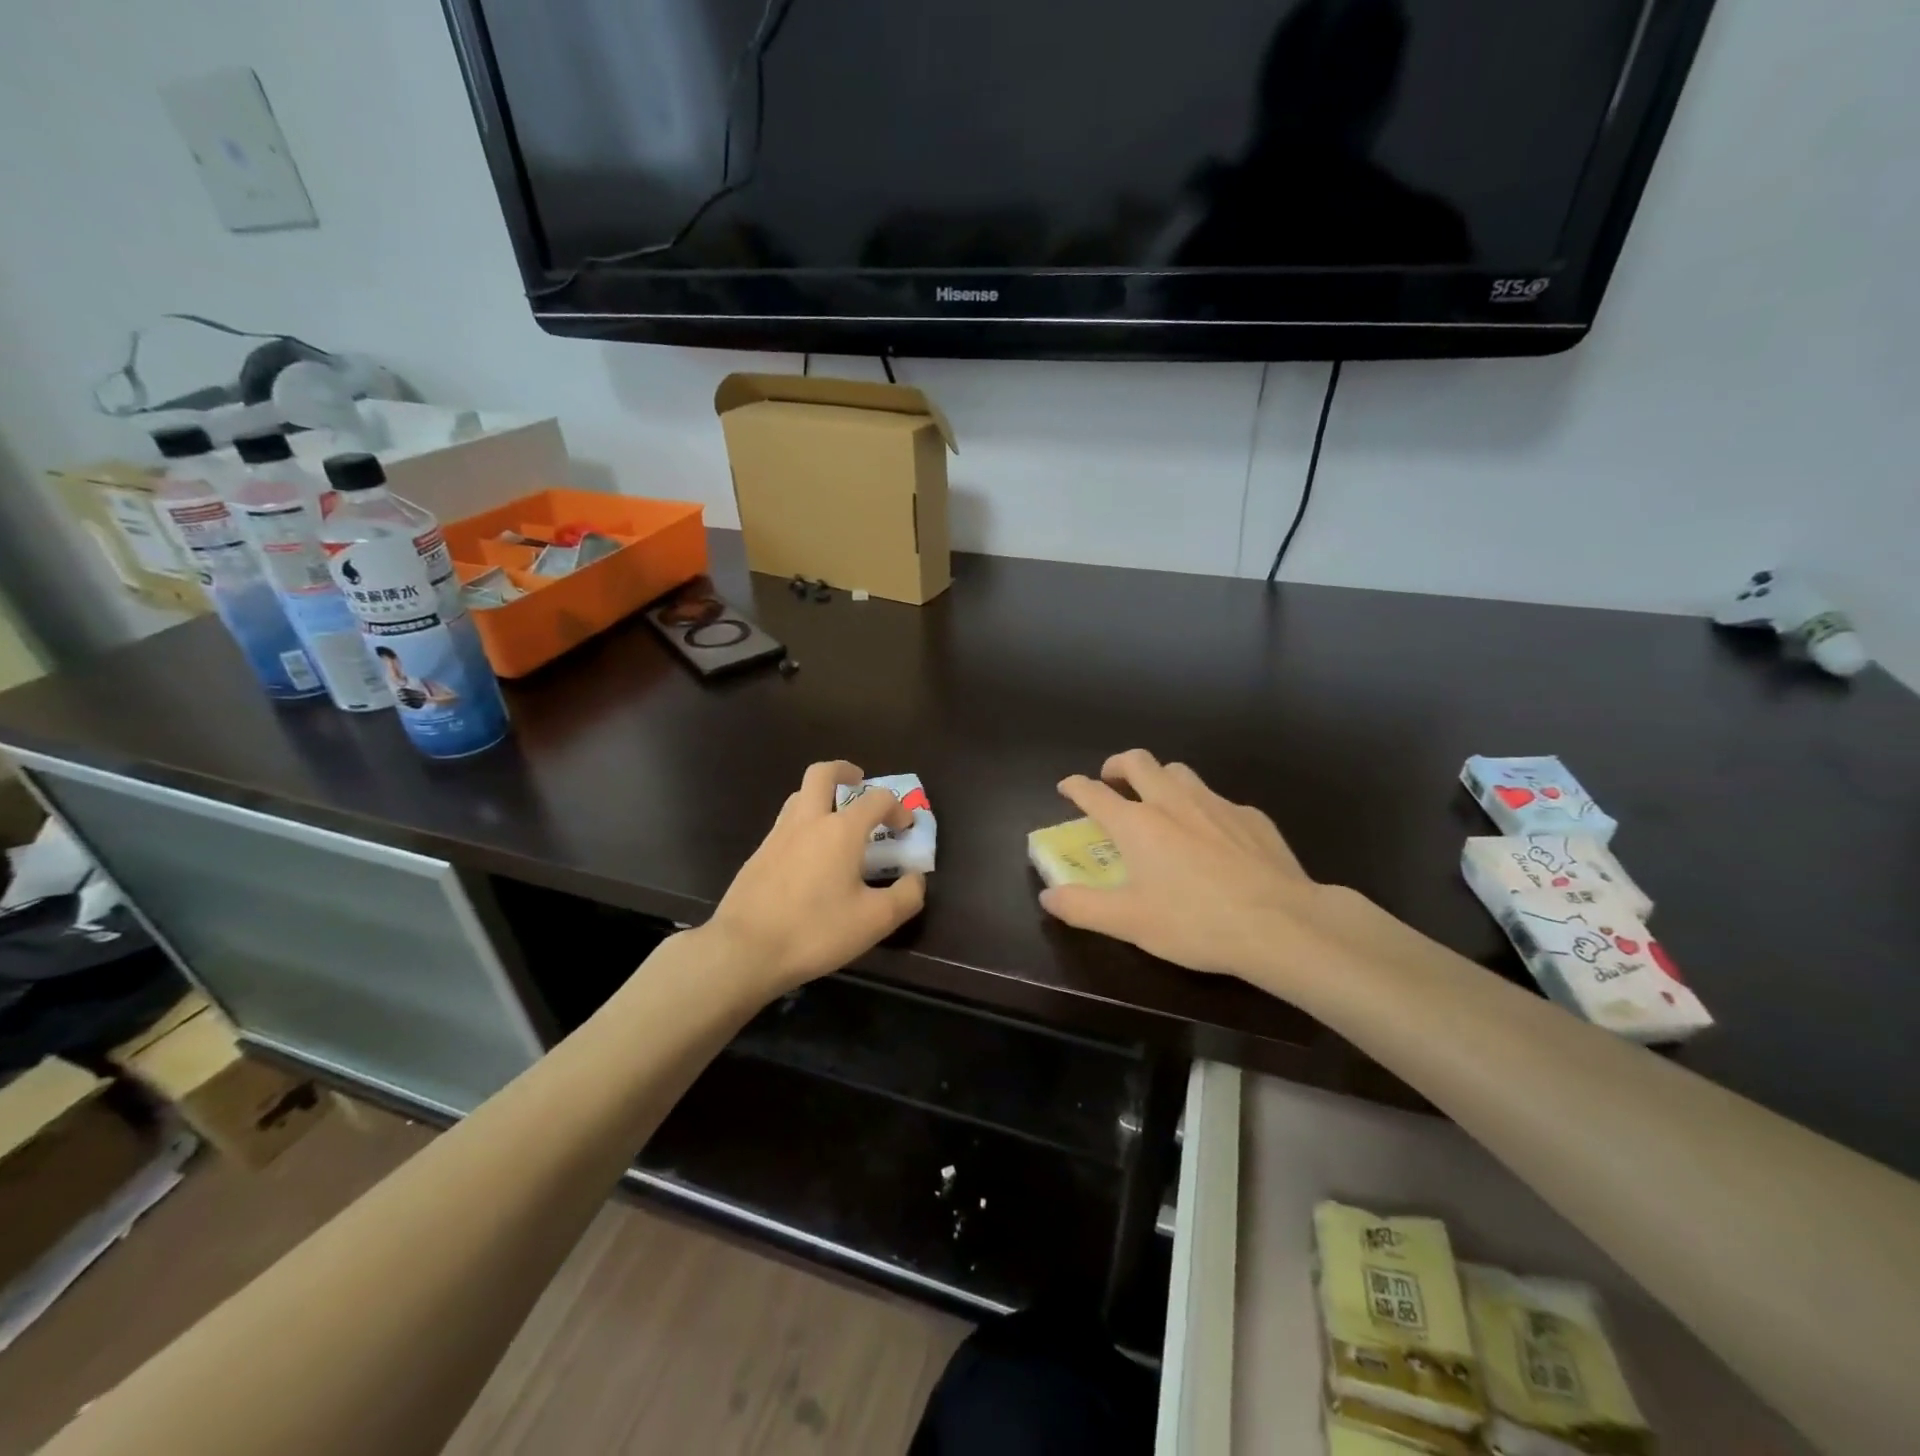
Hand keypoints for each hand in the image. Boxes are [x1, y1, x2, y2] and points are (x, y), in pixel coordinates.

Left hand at [706, 761, 926, 993]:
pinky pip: (785, 825)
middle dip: (844, 771)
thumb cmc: (815, 931)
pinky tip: (809, 858)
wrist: (744, 950)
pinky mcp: (758, 855)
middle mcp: (808, 821)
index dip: (898, 808)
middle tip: (859, 782)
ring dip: (821, 797)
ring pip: (799, 797)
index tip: (905, 829)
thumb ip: (906, 896)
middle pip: (822, 774)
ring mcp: (777, 836)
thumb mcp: (875, 921)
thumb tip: (915, 879)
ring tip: (836, 822)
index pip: (877, 799)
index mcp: (841, 830)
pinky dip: (803, 826)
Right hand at [1038, 749, 1356, 991]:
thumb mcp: (1129, 923)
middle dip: (1117, 764)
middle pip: (1138, 762)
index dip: (1075, 786)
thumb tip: (1048, 896)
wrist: (1281, 924)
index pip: (1094, 793)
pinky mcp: (1251, 817)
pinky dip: (1204, 808)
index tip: (1066, 787)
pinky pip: (1219, 800)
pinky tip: (1214, 836)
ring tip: (1159, 800)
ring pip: (1180, 772)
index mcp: (1137, 824)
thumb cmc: (1195, 922)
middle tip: (1111, 779)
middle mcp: (1172, 802)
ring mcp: (1215, 804)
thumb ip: (1082, 907)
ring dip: (1161, 778)